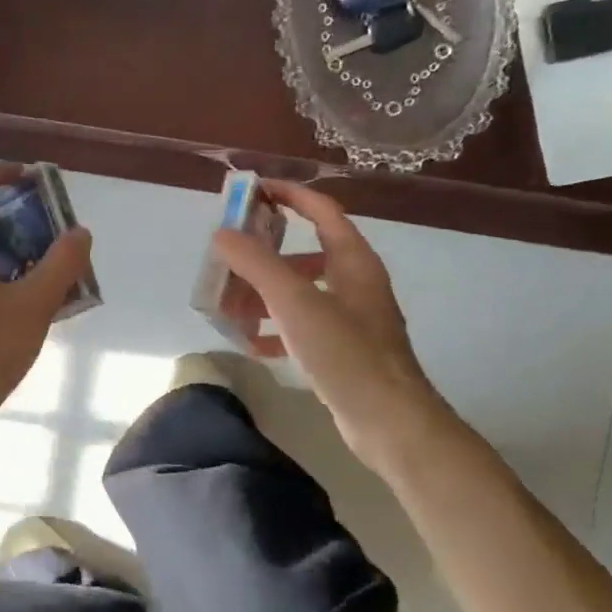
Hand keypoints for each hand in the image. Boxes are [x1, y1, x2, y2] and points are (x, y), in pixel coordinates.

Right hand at [209, 180, 443, 455]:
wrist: (389, 420)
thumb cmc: (345, 352)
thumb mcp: (295, 301)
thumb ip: (257, 263)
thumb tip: (222, 233)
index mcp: (353, 261)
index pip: (322, 211)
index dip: (290, 195)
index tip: (253, 191)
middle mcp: (355, 283)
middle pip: (305, 253)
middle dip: (264, 255)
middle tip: (229, 258)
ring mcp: (351, 319)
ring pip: (300, 293)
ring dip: (265, 295)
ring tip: (231, 308)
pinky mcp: (344, 350)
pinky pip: (303, 327)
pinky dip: (277, 329)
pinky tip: (253, 343)